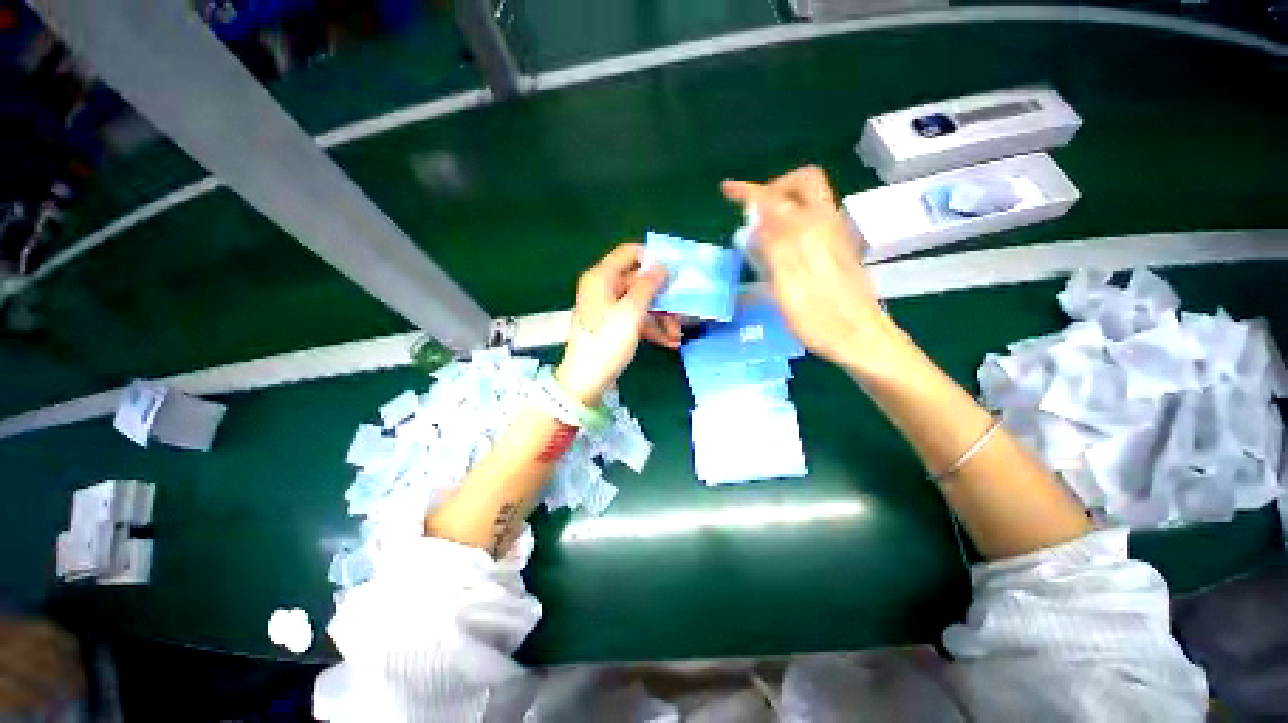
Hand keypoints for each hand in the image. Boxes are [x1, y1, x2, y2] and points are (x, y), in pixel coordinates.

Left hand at [556, 244, 681, 404]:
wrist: (586, 382)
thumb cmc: (607, 343)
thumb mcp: (631, 313)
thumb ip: (647, 286)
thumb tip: (661, 267)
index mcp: (601, 277)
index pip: (628, 253)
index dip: (651, 258)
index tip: (673, 270)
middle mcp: (604, 288)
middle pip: (638, 282)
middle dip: (662, 297)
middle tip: (683, 309)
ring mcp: (608, 308)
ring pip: (640, 303)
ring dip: (661, 317)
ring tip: (677, 335)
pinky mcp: (613, 326)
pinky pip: (635, 319)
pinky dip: (651, 329)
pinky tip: (669, 342)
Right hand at [722, 166, 906, 373]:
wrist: (861, 338)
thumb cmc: (820, 319)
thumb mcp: (788, 286)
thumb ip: (774, 246)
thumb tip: (759, 216)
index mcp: (811, 231)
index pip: (776, 198)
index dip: (749, 191)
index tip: (727, 190)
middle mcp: (827, 224)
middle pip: (804, 183)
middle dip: (774, 188)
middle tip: (752, 211)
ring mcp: (836, 236)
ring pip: (809, 200)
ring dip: (782, 203)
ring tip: (758, 230)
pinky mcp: (838, 250)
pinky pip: (812, 219)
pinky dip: (791, 220)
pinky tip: (778, 247)